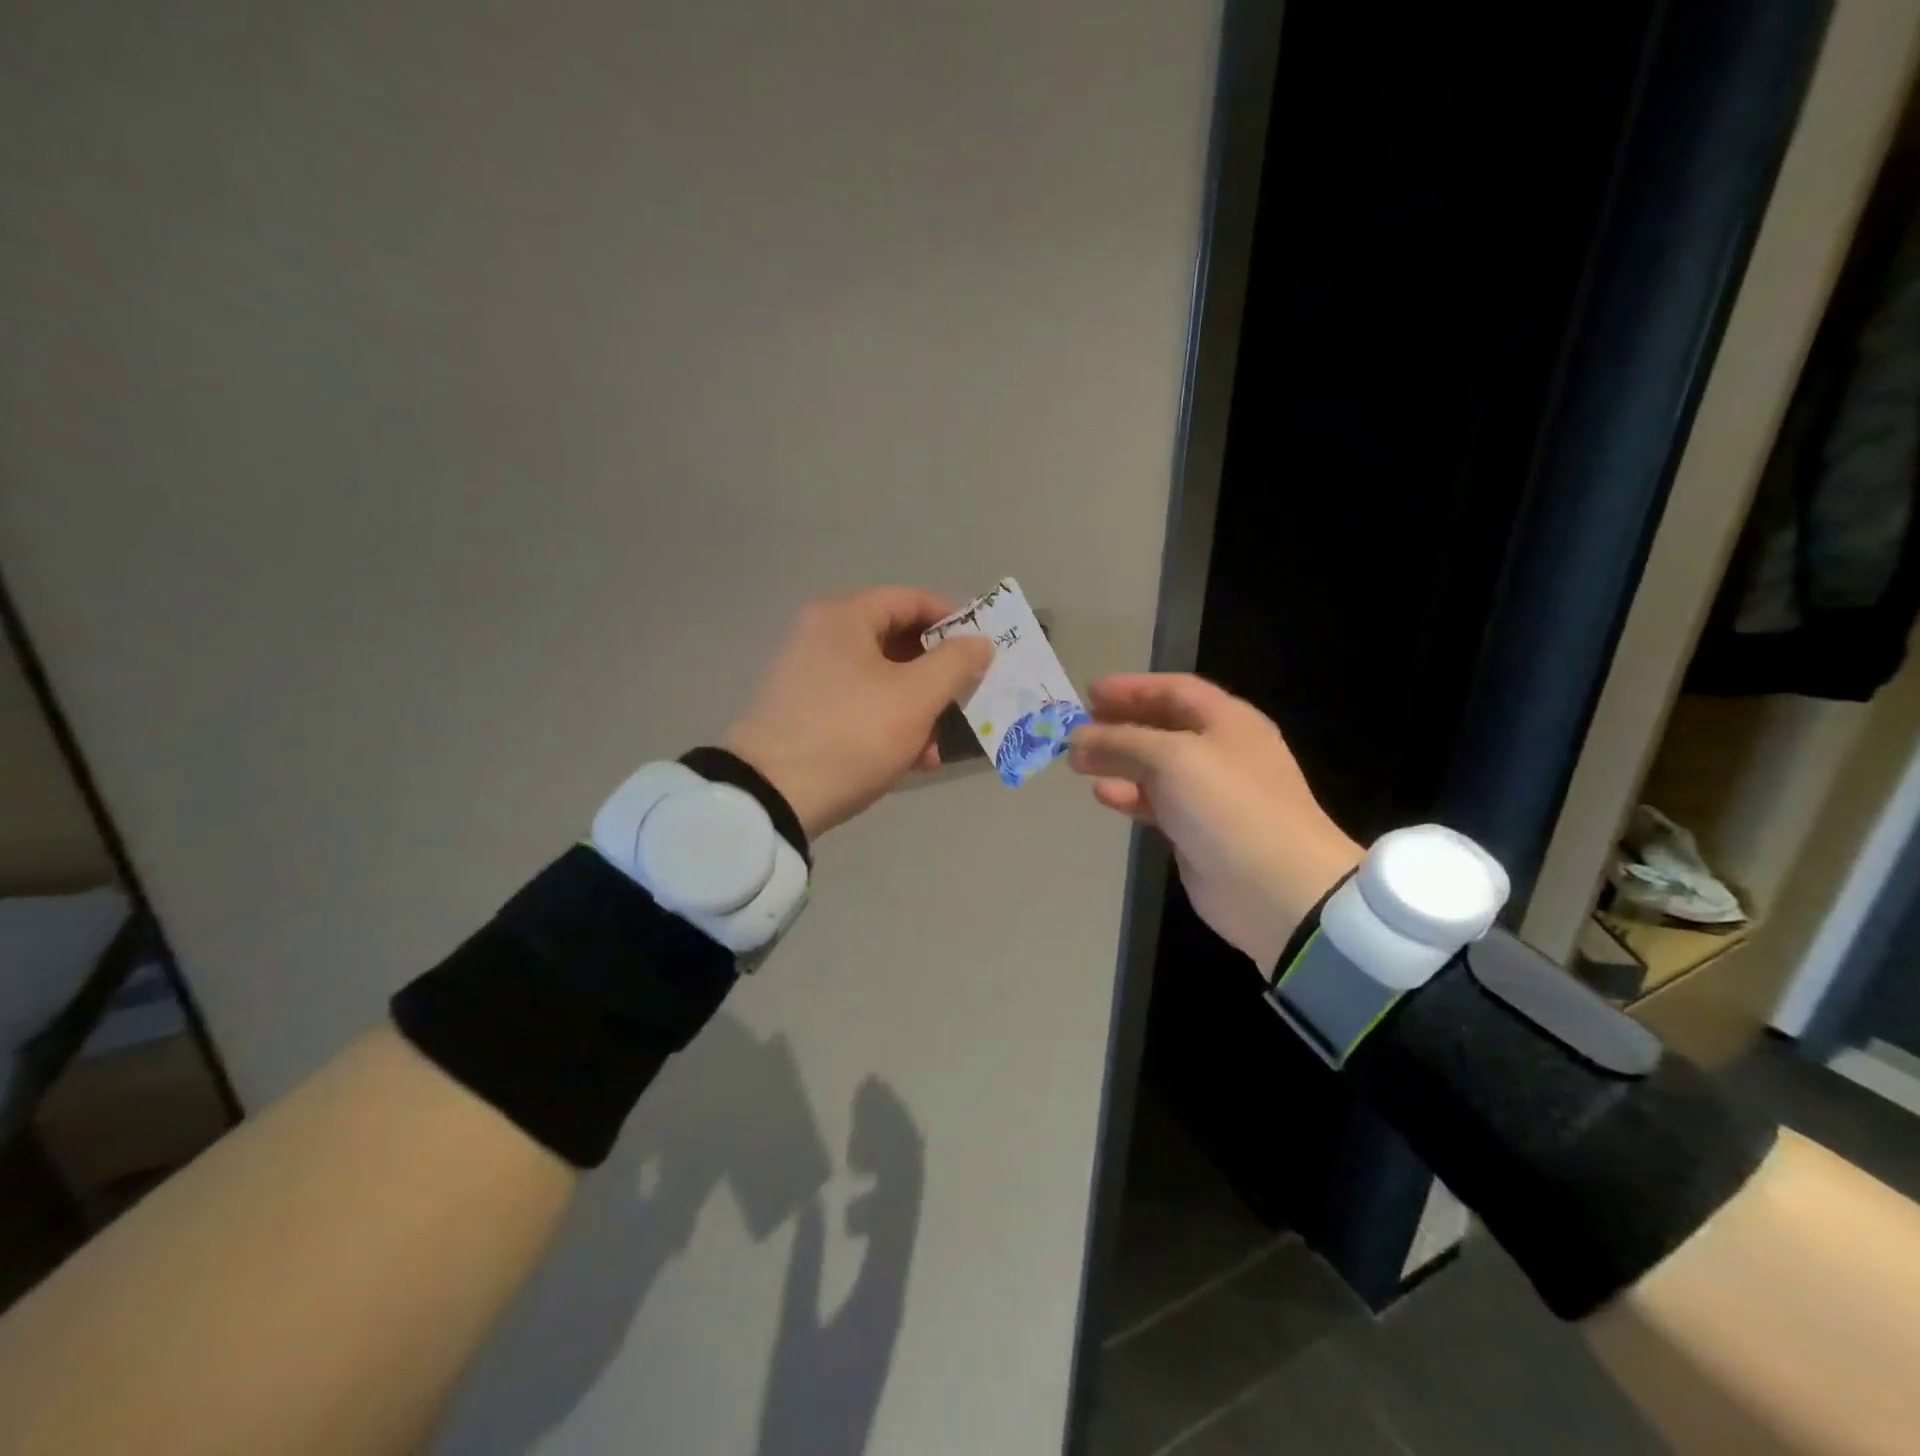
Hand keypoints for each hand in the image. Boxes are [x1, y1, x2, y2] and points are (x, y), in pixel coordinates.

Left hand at [724, 588, 993, 839]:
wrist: (772, 796)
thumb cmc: (852, 733)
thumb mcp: (915, 697)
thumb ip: (955, 663)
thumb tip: (980, 642)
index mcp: (843, 618)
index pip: (910, 599)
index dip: (952, 618)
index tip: (983, 647)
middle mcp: (820, 637)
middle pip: (895, 640)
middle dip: (936, 672)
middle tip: (967, 696)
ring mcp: (808, 677)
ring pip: (880, 679)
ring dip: (917, 706)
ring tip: (940, 743)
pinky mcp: (803, 714)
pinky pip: (859, 706)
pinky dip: (889, 723)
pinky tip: (913, 759)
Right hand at [1068, 674, 1361, 972]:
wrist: (1276, 887)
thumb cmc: (1228, 805)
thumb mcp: (1172, 758)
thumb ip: (1120, 741)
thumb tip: (1077, 737)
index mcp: (1227, 721)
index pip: (1174, 690)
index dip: (1132, 688)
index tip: (1089, 694)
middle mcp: (1219, 750)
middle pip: (1162, 726)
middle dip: (1119, 725)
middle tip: (1078, 729)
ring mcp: (1209, 792)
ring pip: (1154, 766)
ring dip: (1117, 760)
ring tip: (1077, 763)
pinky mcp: (1196, 829)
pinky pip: (1156, 802)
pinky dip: (1129, 795)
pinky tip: (1102, 794)